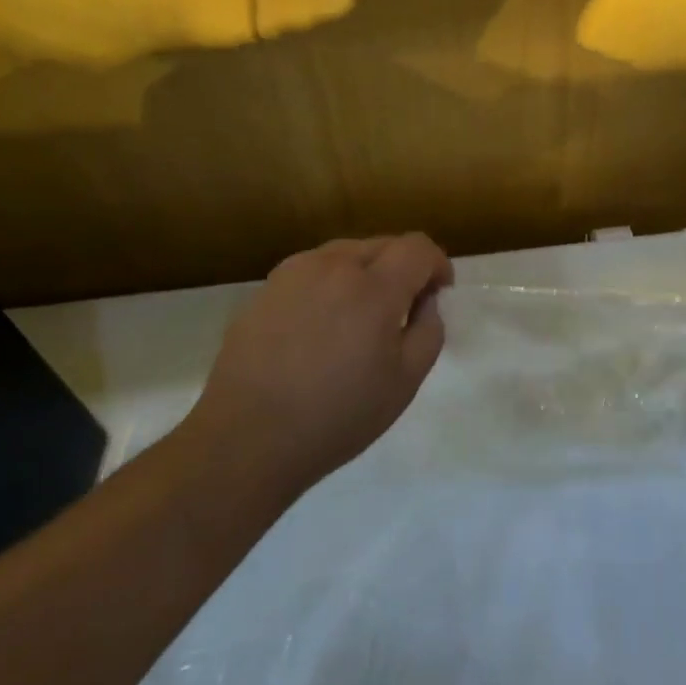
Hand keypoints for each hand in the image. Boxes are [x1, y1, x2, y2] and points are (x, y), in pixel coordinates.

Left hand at [179, 234, 452, 502]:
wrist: (245, 440)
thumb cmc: (335, 417)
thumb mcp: (404, 383)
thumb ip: (429, 331)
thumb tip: (425, 302)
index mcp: (374, 288)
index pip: (417, 248)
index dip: (437, 263)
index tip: (439, 291)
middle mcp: (334, 265)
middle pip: (382, 244)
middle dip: (402, 267)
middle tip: (403, 309)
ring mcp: (295, 272)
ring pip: (346, 253)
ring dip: (365, 272)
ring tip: (359, 317)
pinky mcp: (266, 288)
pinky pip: (313, 271)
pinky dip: (330, 284)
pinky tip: (320, 327)